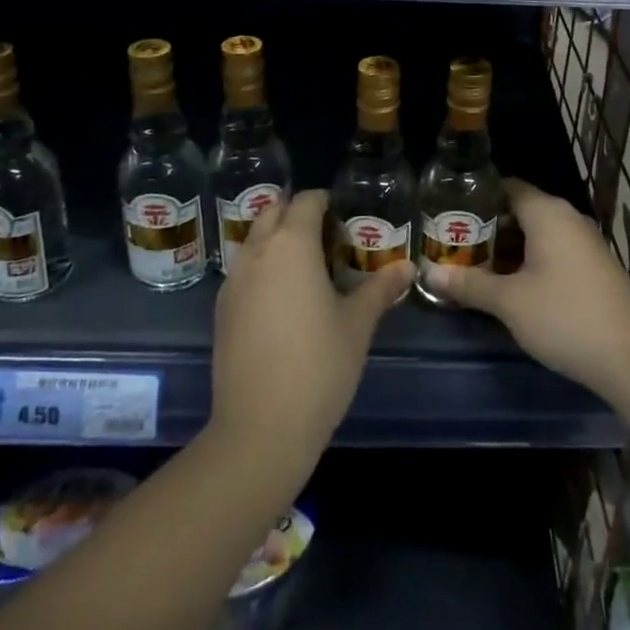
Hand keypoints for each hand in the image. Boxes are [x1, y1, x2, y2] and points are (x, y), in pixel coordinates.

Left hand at [211, 189, 413, 469]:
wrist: (260, 428)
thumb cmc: (319, 365)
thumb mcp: (358, 324)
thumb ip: (380, 288)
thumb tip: (407, 267)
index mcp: (292, 245)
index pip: (307, 201)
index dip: (326, 201)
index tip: (346, 215)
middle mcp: (257, 252)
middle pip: (273, 211)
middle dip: (297, 213)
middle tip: (328, 235)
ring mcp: (233, 281)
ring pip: (254, 240)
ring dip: (277, 238)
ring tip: (307, 265)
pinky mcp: (222, 310)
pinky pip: (244, 270)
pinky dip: (263, 266)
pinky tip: (284, 297)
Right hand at [422, 179, 629, 401]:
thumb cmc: (565, 317)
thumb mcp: (509, 302)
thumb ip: (468, 283)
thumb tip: (427, 272)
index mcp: (547, 212)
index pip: (505, 187)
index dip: (474, 197)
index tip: (445, 212)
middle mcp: (567, 218)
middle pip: (519, 210)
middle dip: (485, 227)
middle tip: (450, 243)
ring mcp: (583, 243)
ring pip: (535, 234)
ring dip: (505, 248)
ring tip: (470, 265)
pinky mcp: (591, 267)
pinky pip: (551, 251)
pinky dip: (526, 261)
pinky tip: (506, 284)